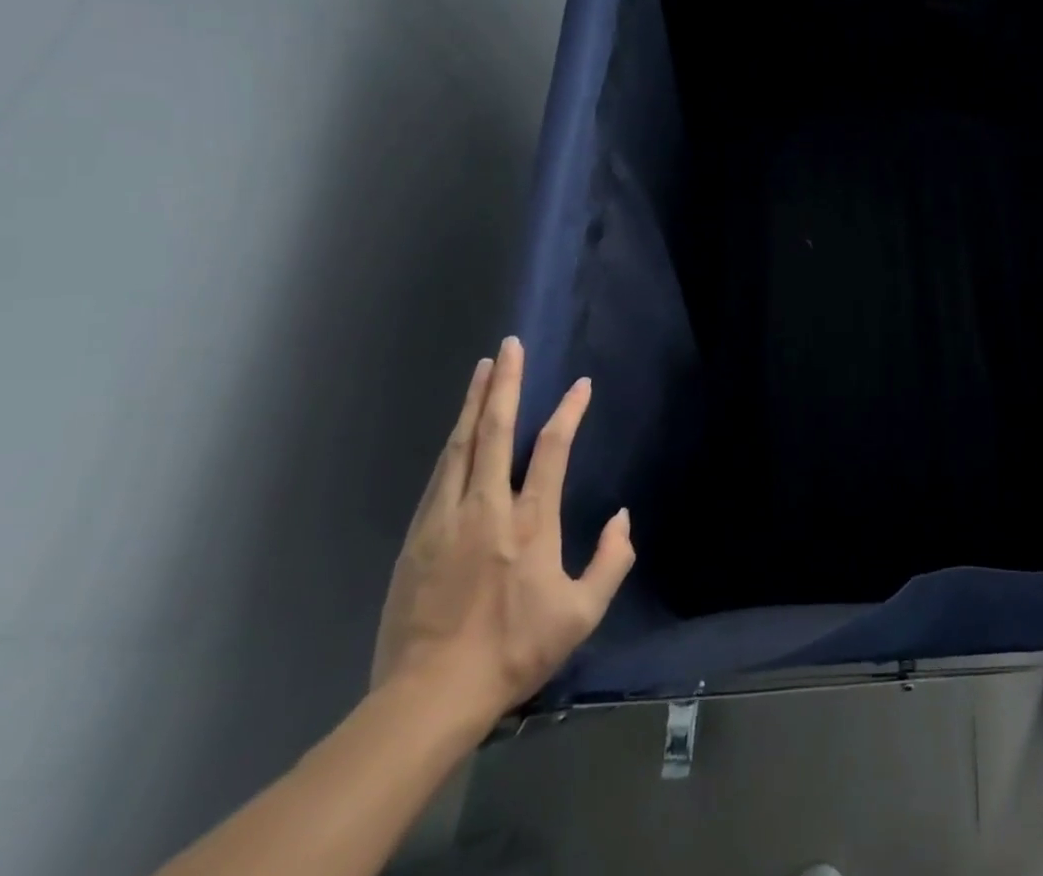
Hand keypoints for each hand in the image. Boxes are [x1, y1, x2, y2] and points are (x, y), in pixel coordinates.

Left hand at [370, 338, 633, 722]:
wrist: (429, 696)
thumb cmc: (513, 651)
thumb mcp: (580, 615)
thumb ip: (612, 561)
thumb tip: (624, 517)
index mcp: (530, 522)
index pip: (551, 449)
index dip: (568, 412)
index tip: (580, 385)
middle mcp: (486, 507)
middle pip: (494, 430)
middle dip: (506, 384)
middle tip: (510, 346)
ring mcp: (446, 518)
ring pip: (460, 445)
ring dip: (474, 402)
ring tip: (483, 369)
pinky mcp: (417, 536)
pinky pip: (439, 474)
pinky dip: (453, 443)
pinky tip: (457, 430)